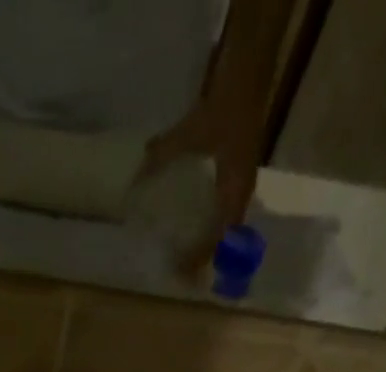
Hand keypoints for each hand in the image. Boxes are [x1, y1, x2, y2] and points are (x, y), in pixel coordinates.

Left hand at [139, 93, 264, 273]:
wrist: (248, 80)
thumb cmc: (224, 108)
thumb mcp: (190, 133)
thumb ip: (163, 154)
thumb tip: (137, 175)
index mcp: (233, 191)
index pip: (217, 238)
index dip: (199, 257)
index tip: (182, 273)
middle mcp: (241, 196)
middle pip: (224, 241)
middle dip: (204, 260)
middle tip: (184, 278)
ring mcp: (242, 189)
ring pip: (227, 232)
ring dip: (210, 248)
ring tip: (189, 263)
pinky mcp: (239, 181)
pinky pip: (226, 216)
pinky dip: (213, 230)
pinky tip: (196, 233)